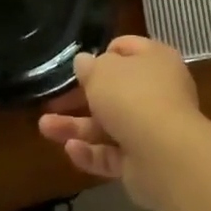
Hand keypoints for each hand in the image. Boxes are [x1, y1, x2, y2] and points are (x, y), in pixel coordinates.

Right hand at [38, 36, 205, 203]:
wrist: (165, 154)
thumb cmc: (132, 97)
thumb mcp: (102, 71)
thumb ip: (89, 66)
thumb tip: (84, 62)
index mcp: (155, 60)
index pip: (127, 49)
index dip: (102, 54)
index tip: (78, 65)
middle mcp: (157, 91)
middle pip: (114, 91)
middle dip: (79, 98)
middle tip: (52, 101)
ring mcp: (152, 128)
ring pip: (108, 124)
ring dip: (77, 126)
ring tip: (45, 128)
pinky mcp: (144, 161)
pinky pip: (113, 153)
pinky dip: (91, 152)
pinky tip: (70, 149)